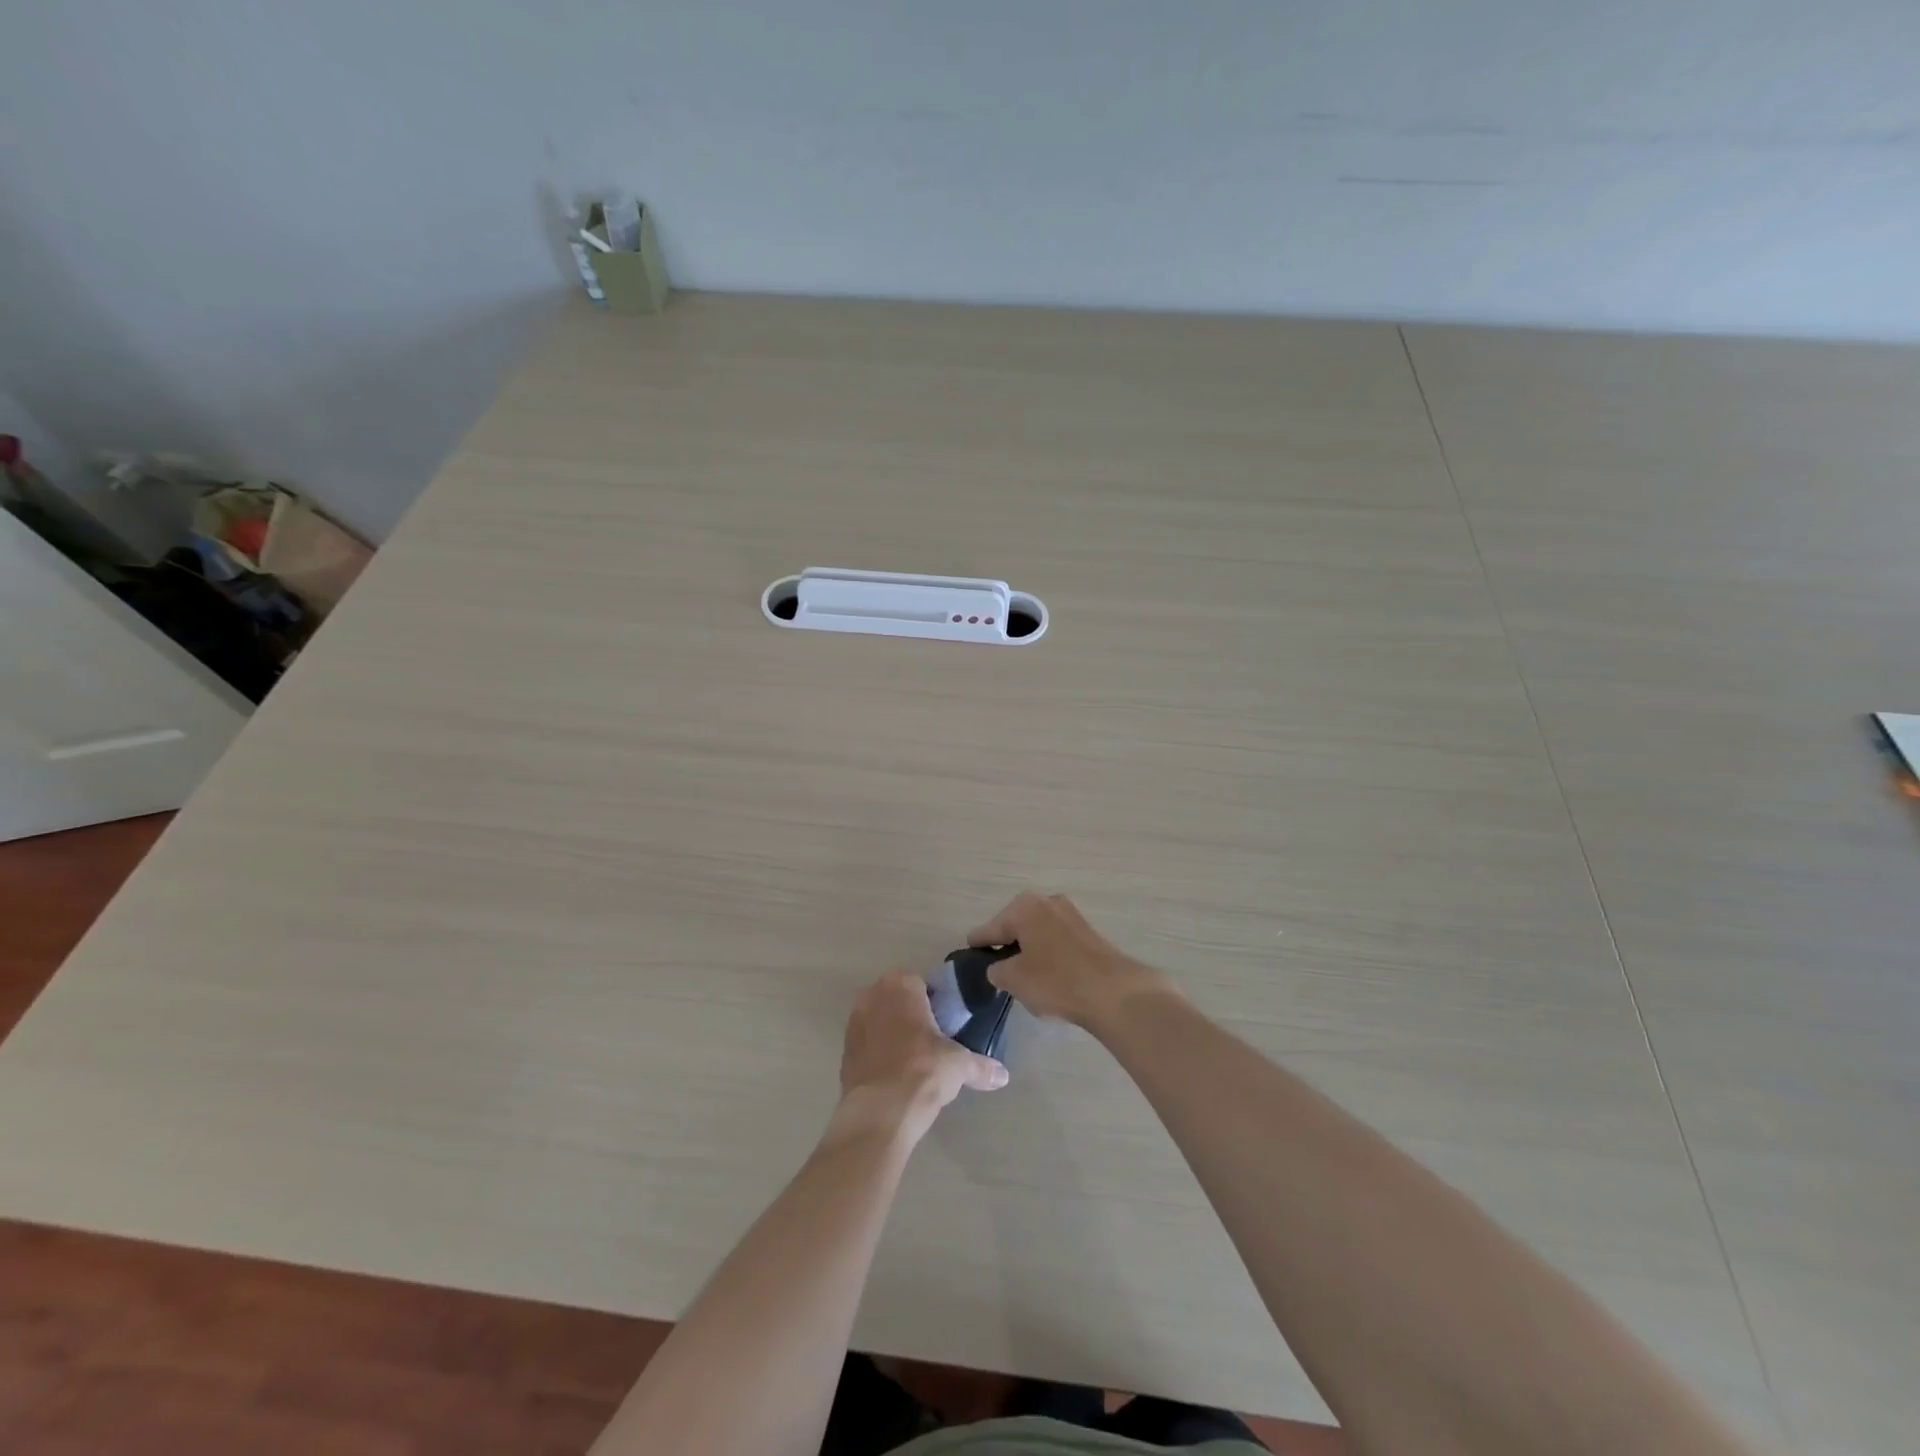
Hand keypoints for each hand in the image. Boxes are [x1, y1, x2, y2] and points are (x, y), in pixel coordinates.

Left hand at [834, 970, 1008, 1144]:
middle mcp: (873, 994)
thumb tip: (1003, 1076)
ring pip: (880, 1019)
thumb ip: (981, 1066)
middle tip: (932, 1040)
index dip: (935, 1002)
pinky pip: (867, 1042)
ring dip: (893, 1032)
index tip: (946, 1023)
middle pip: (898, 999)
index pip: (921, 983)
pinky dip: (879, 1052)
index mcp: (901, 985)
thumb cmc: (923, 1071)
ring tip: (913, 1059)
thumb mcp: (959, 1065)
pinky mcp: (844, 1049)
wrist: (880, 1112)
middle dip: (912, 1014)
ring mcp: (854, 1021)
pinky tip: (894, 1073)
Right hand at [968, 892, 1171, 1030]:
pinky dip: (1048, 954)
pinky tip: (1048, 976)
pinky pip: (1057, 941)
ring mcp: (1071, 914)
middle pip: (1015, 925)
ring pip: (1038, 932)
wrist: (1112, 991)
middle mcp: (1046, 902)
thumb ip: (997, 970)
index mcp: (1023, 907)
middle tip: (997, 969)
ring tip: (1023, 976)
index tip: (969, 953)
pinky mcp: (1088, 931)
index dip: (979, 944)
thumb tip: (998, 968)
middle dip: (1006, 945)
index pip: (990, 928)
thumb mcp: (1014, 979)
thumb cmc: (1055, 980)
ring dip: (1029, 949)